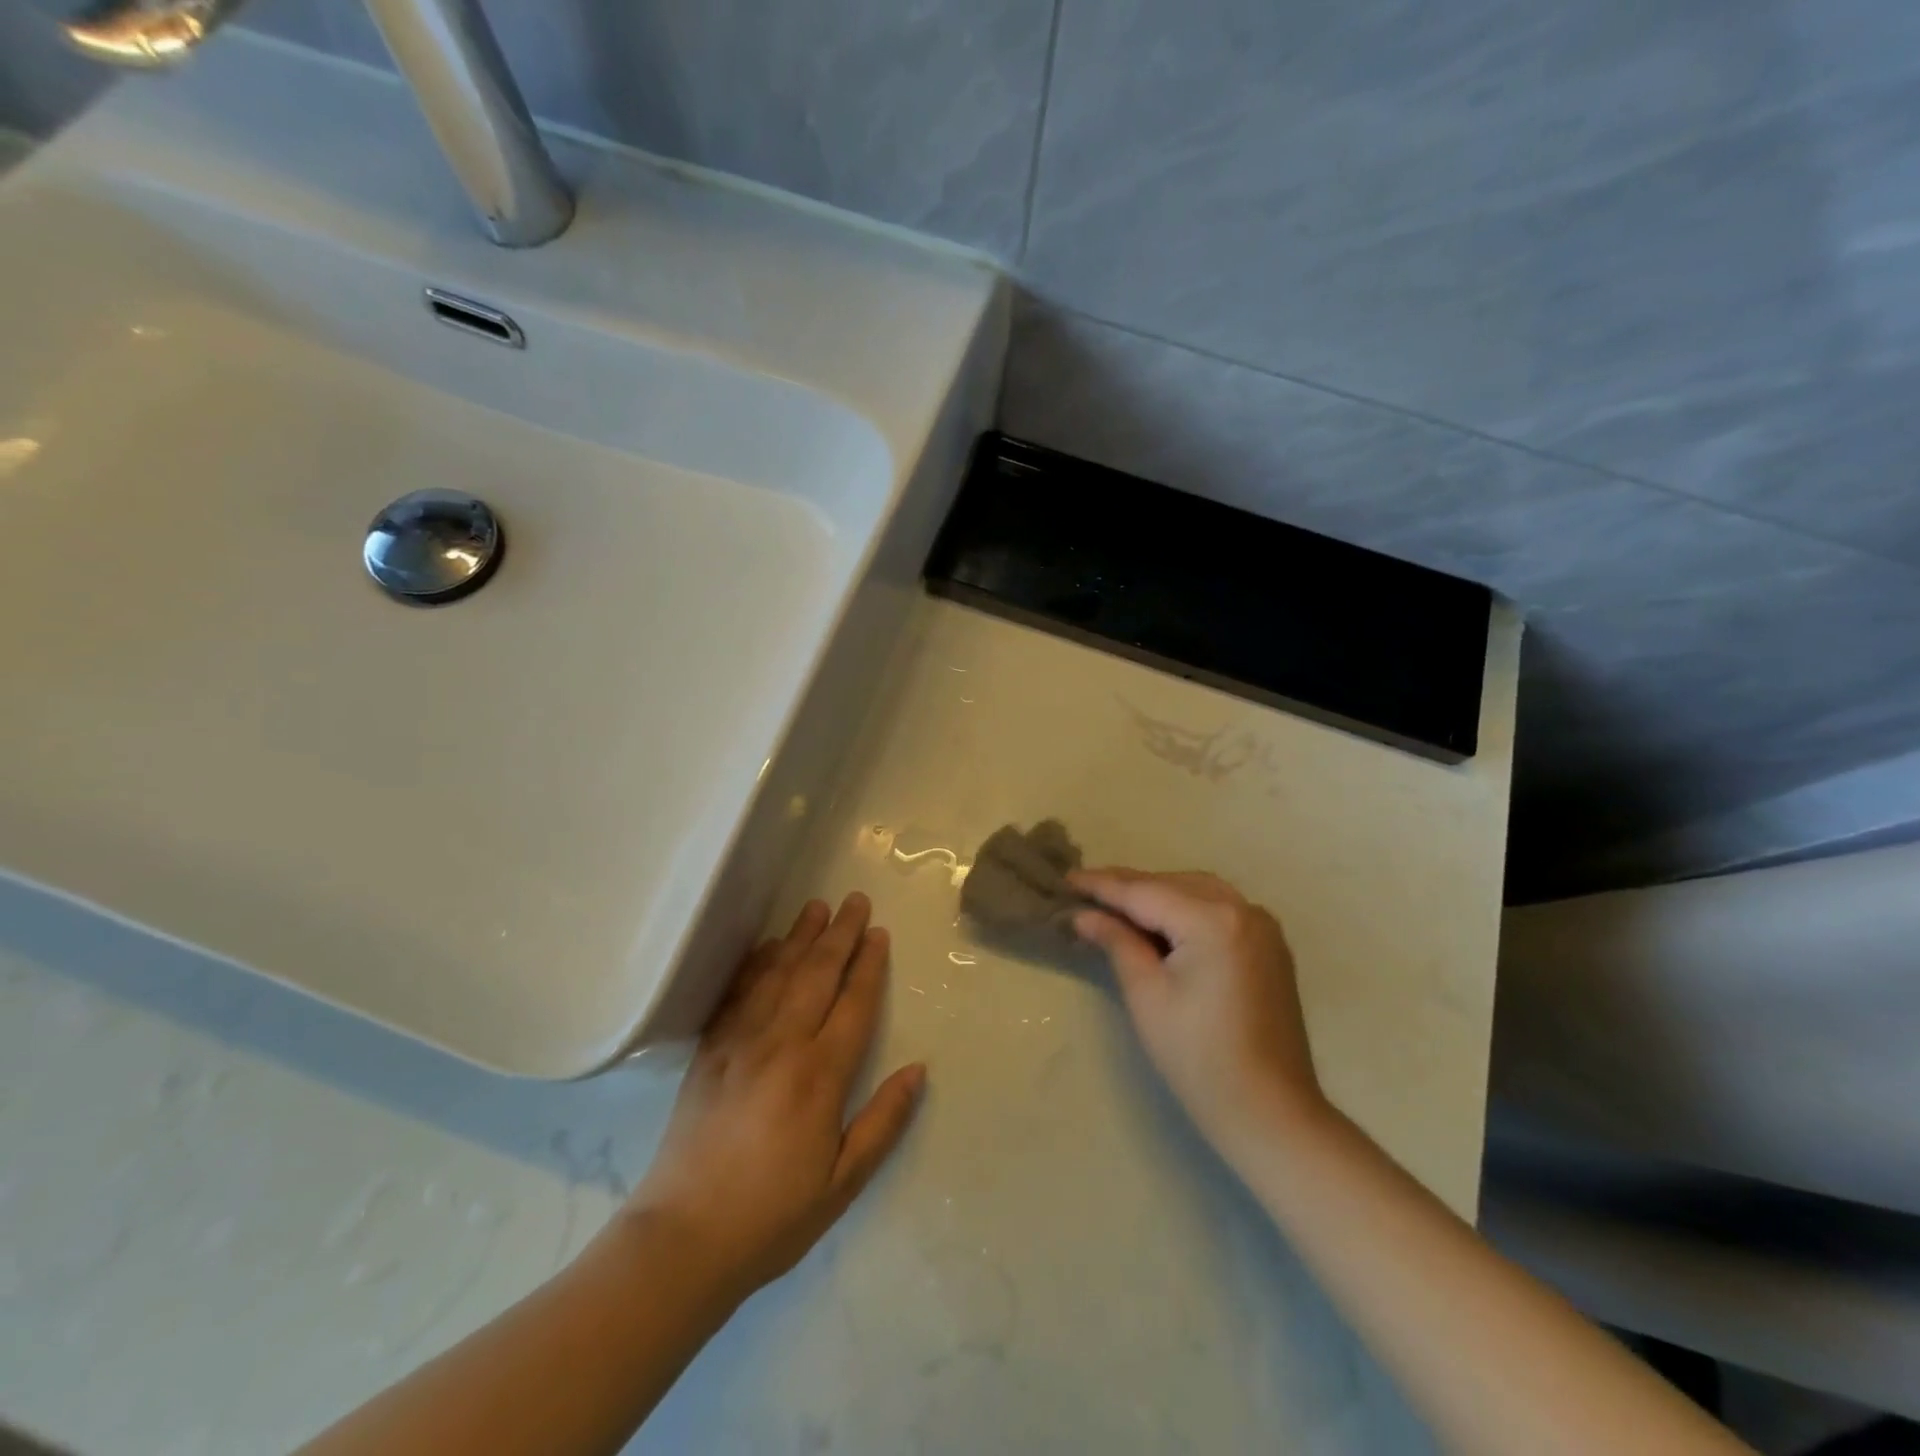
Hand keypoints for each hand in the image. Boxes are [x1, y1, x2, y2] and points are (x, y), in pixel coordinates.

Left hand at [622, 894, 925, 1302]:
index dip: (869, 966)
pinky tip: (766, 947)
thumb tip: (919, 1069)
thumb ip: (883, 1122)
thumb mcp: (843, 1182)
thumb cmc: (772, 1216)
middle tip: (855, 901)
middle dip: (840, 935)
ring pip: (777, 974)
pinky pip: (737, 994)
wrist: (682, 1239)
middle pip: (817, 975)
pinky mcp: (709, 1052)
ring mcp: (740, 1043)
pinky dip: (755, 964)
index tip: (879, 934)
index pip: (853, 1004)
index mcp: (819, 1075)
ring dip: (800, 937)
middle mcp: (781, 1045)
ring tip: (817, 907)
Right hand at [1071, 869, 1325, 1160]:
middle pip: (1172, 884)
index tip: (1066, 879)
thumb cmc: (1198, 1057)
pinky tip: (1160, 924)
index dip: (1102, 885)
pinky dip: (1185, 908)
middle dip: (1129, 887)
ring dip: (1157, 894)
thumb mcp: (1146, 995)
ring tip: (1116, 907)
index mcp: (1213, 920)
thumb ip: (1116, 942)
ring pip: (1197, 891)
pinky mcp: (1269, 946)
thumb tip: (1084, 914)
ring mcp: (1263, 926)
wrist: (1270, 1113)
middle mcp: (1244, 909)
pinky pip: (1218, 908)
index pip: (1144, 891)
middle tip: (1085, 894)